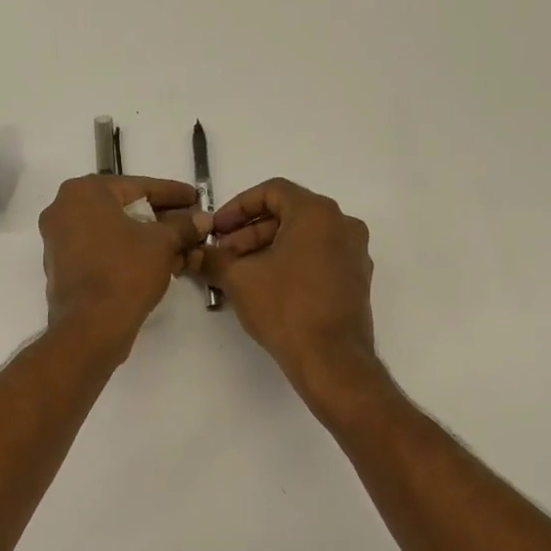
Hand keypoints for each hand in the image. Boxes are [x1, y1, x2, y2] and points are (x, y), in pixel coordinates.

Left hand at [40, 175, 210, 354]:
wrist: (91, 327)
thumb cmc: (126, 272)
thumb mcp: (163, 244)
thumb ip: (184, 226)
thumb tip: (202, 219)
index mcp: (84, 192)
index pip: (139, 186)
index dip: (173, 194)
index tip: (196, 198)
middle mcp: (64, 209)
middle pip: (124, 210)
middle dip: (161, 221)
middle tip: (190, 228)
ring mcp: (58, 241)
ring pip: (114, 233)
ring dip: (148, 241)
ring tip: (181, 251)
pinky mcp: (62, 269)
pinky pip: (102, 253)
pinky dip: (128, 256)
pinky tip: (157, 266)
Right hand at [203, 178, 378, 397]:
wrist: (331, 358)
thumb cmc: (285, 309)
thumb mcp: (239, 280)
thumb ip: (214, 259)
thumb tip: (194, 254)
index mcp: (317, 213)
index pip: (272, 191)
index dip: (237, 207)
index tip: (217, 229)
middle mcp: (342, 225)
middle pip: (289, 214)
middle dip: (250, 233)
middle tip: (223, 255)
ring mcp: (354, 253)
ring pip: (304, 238)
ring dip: (268, 249)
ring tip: (240, 274)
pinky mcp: (356, 280)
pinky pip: (318, 259)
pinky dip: (291, 264)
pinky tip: (267, 288)